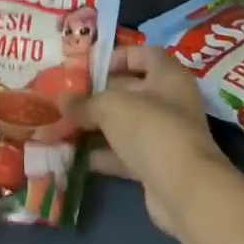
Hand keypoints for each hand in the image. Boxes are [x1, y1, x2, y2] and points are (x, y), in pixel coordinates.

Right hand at [73, 45, 230, 233]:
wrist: (184, 189)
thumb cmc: (150, 128)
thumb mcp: (110, 106)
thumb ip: (84, 102)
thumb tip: (60, 99)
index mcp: (168, 76)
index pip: (145, 54)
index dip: (119, 55)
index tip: (91, 65)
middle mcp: (171, 102)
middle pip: (132, 90)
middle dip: (100, 94)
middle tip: (69, 96)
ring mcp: (165, 136)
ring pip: (127, 124)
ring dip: (98, 126)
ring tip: (65, 124)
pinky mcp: (158, 166)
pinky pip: (126, 154)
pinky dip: (104, 154)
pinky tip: (77, 155)